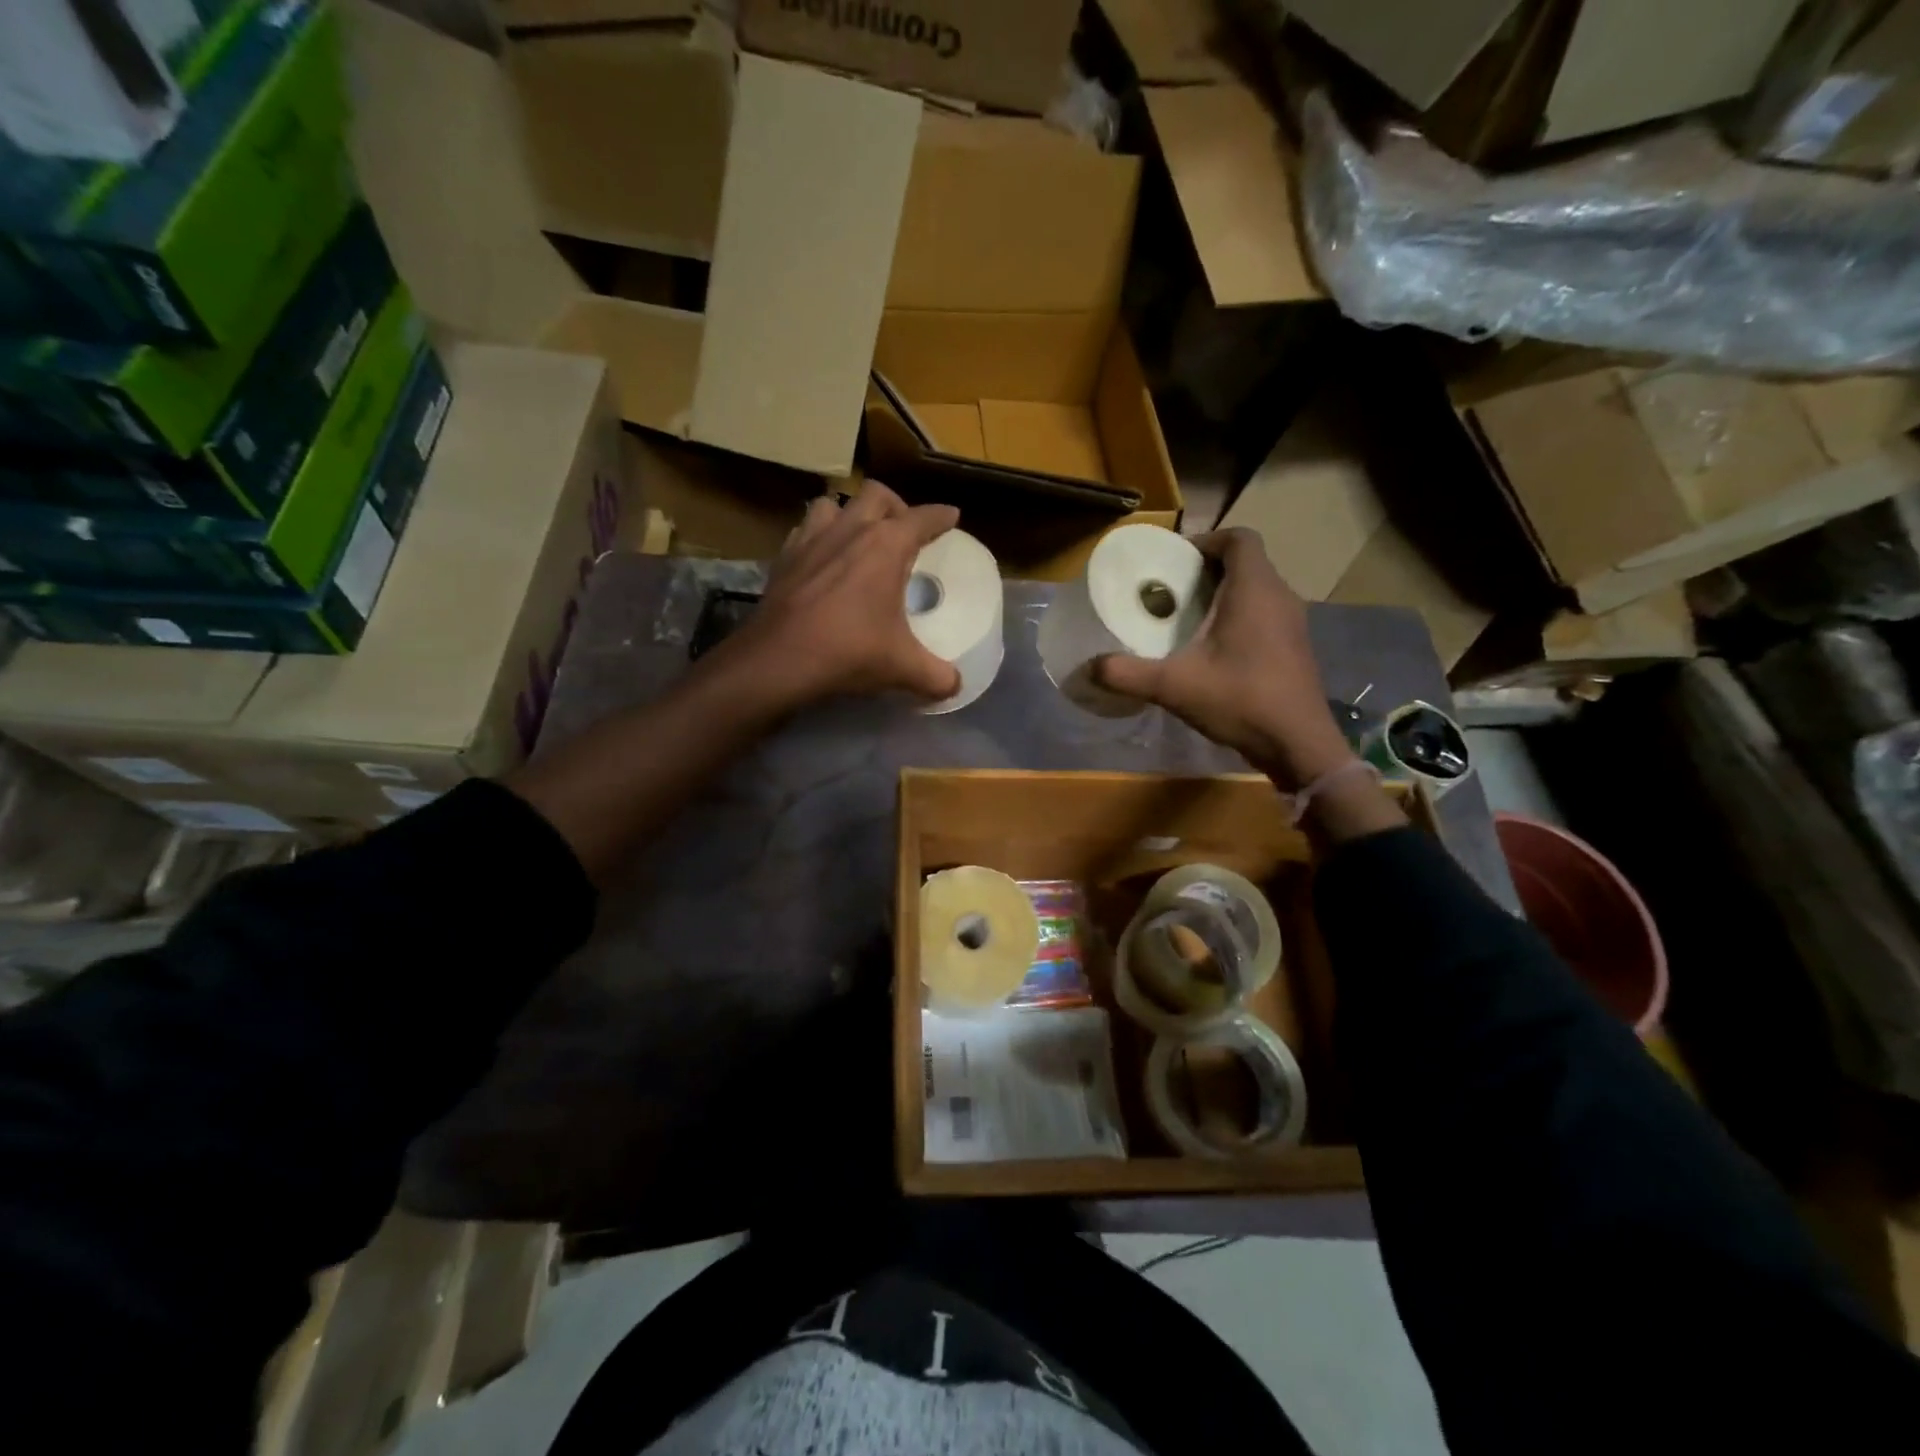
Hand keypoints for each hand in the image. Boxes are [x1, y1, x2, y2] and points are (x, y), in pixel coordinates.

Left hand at [726, 483, 961, 710]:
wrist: (778, 660)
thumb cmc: (849, 652)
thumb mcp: (903, 668)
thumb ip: (938, 676)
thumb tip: (956, 686)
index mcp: (886, 545)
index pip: (923, 518)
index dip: (941, 516)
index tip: (951, 516)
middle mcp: (850, 530)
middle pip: (876, 495)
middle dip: (895, 506)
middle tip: (903, 530)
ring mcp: (811, 539)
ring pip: (833, 504)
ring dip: (850, 514)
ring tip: (858, 538)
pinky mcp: (783, 557)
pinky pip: (804, 531)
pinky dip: (818, 537)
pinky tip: (821, 559)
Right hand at [1095, 528, 1356, 790]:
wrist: (1297, 744)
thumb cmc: (1240, 700)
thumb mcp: (1173, 686)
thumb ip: (1127, 673)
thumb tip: (1090, 667)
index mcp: (1255, 590)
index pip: (1239, 538)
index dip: (1207, 540)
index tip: (1175, 560)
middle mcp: (1280, 597)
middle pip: (1246, 563)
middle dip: (1208, 570)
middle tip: (1171, 590)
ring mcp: (1293, 623)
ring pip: (1257, 590)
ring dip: (1224, 595)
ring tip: (1187, 618)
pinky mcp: (1295, 647)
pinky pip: (1265, 615)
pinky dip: (1239, 618)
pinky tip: (1213, 650)